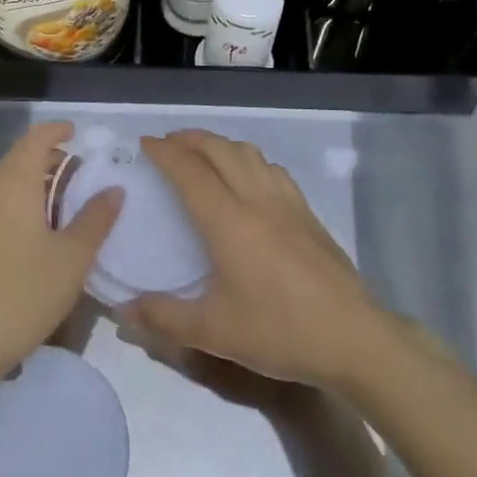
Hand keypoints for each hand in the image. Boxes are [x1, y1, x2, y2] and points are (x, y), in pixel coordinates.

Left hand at [0, 122, 120, 385]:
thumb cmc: (23, 294)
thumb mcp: (72, 259)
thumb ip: (95, 219)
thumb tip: (114, 188)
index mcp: (13, 184)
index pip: (35, 139)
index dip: (57, 131)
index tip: (78, 134)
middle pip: (19, 159)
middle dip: (49, 159)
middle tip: (80, 175)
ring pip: (5, 185)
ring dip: (34, 185)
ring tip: (64, 206)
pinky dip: (18, 206)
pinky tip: (36, 236)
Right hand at [121, 130, 386, 388]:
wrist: (353, 337)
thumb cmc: (279, 330)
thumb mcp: (215, 332)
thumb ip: (164, 318)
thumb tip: (122, 309)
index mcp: (228, 220)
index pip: (189, 170)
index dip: (164, 152)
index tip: (144, 143)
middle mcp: (256, 199)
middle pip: (219, 149)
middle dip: (189, 139)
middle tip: (166, 144)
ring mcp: (287, 202)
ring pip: (248, 153)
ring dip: (219, 144)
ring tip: (202, 154)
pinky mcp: (307, 212)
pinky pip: (271, 169)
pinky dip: (248, 159)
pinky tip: (248, 177)